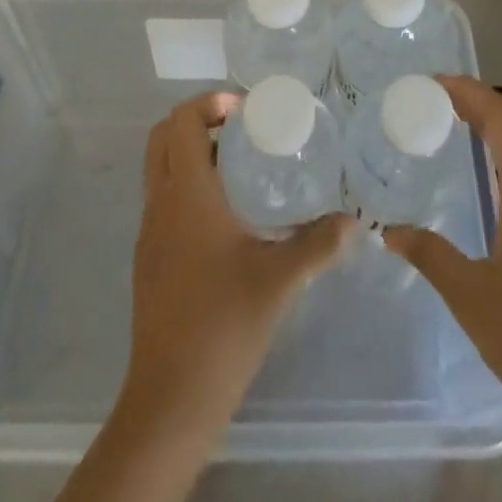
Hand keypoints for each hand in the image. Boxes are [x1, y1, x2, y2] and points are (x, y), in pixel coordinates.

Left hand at [125, 91, 354, 422]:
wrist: (171, 399)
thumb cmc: (224, 324)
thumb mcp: (281, 280)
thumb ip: (319, 244)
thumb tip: (353, 221)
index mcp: (187, 194)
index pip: (182, 120)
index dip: (210, 103)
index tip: (246, 111)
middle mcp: (161, 203)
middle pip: (162, 136)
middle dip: (199, 120)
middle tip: (242, 130)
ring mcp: (149, 231)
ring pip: (159, 167)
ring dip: (191, 152)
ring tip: (239, 166)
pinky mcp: (148, 258)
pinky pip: (162, 199)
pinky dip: (186, 185)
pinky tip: (225, 216)